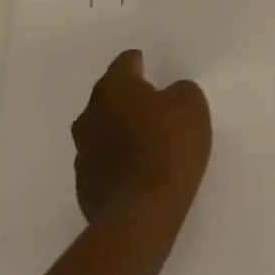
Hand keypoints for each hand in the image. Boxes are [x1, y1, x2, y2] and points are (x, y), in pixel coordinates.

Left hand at [72, 49, 211, 236]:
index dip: (139, 63)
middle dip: (127, 96)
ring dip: (120, 127)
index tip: (150, 67)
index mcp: (115, 89)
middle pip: (108, 96)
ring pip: (102, 128)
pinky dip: (117, 156)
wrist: (141, 211)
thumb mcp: (191, 104)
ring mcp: (82, 152)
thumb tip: (168, 95)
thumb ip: (179, 91)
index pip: (124, 63)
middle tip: (152, 101)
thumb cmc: (169, 145)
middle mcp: (91, 115)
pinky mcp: (84, 184)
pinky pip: (103, 159)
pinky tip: (138, 166)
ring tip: (146, 135)